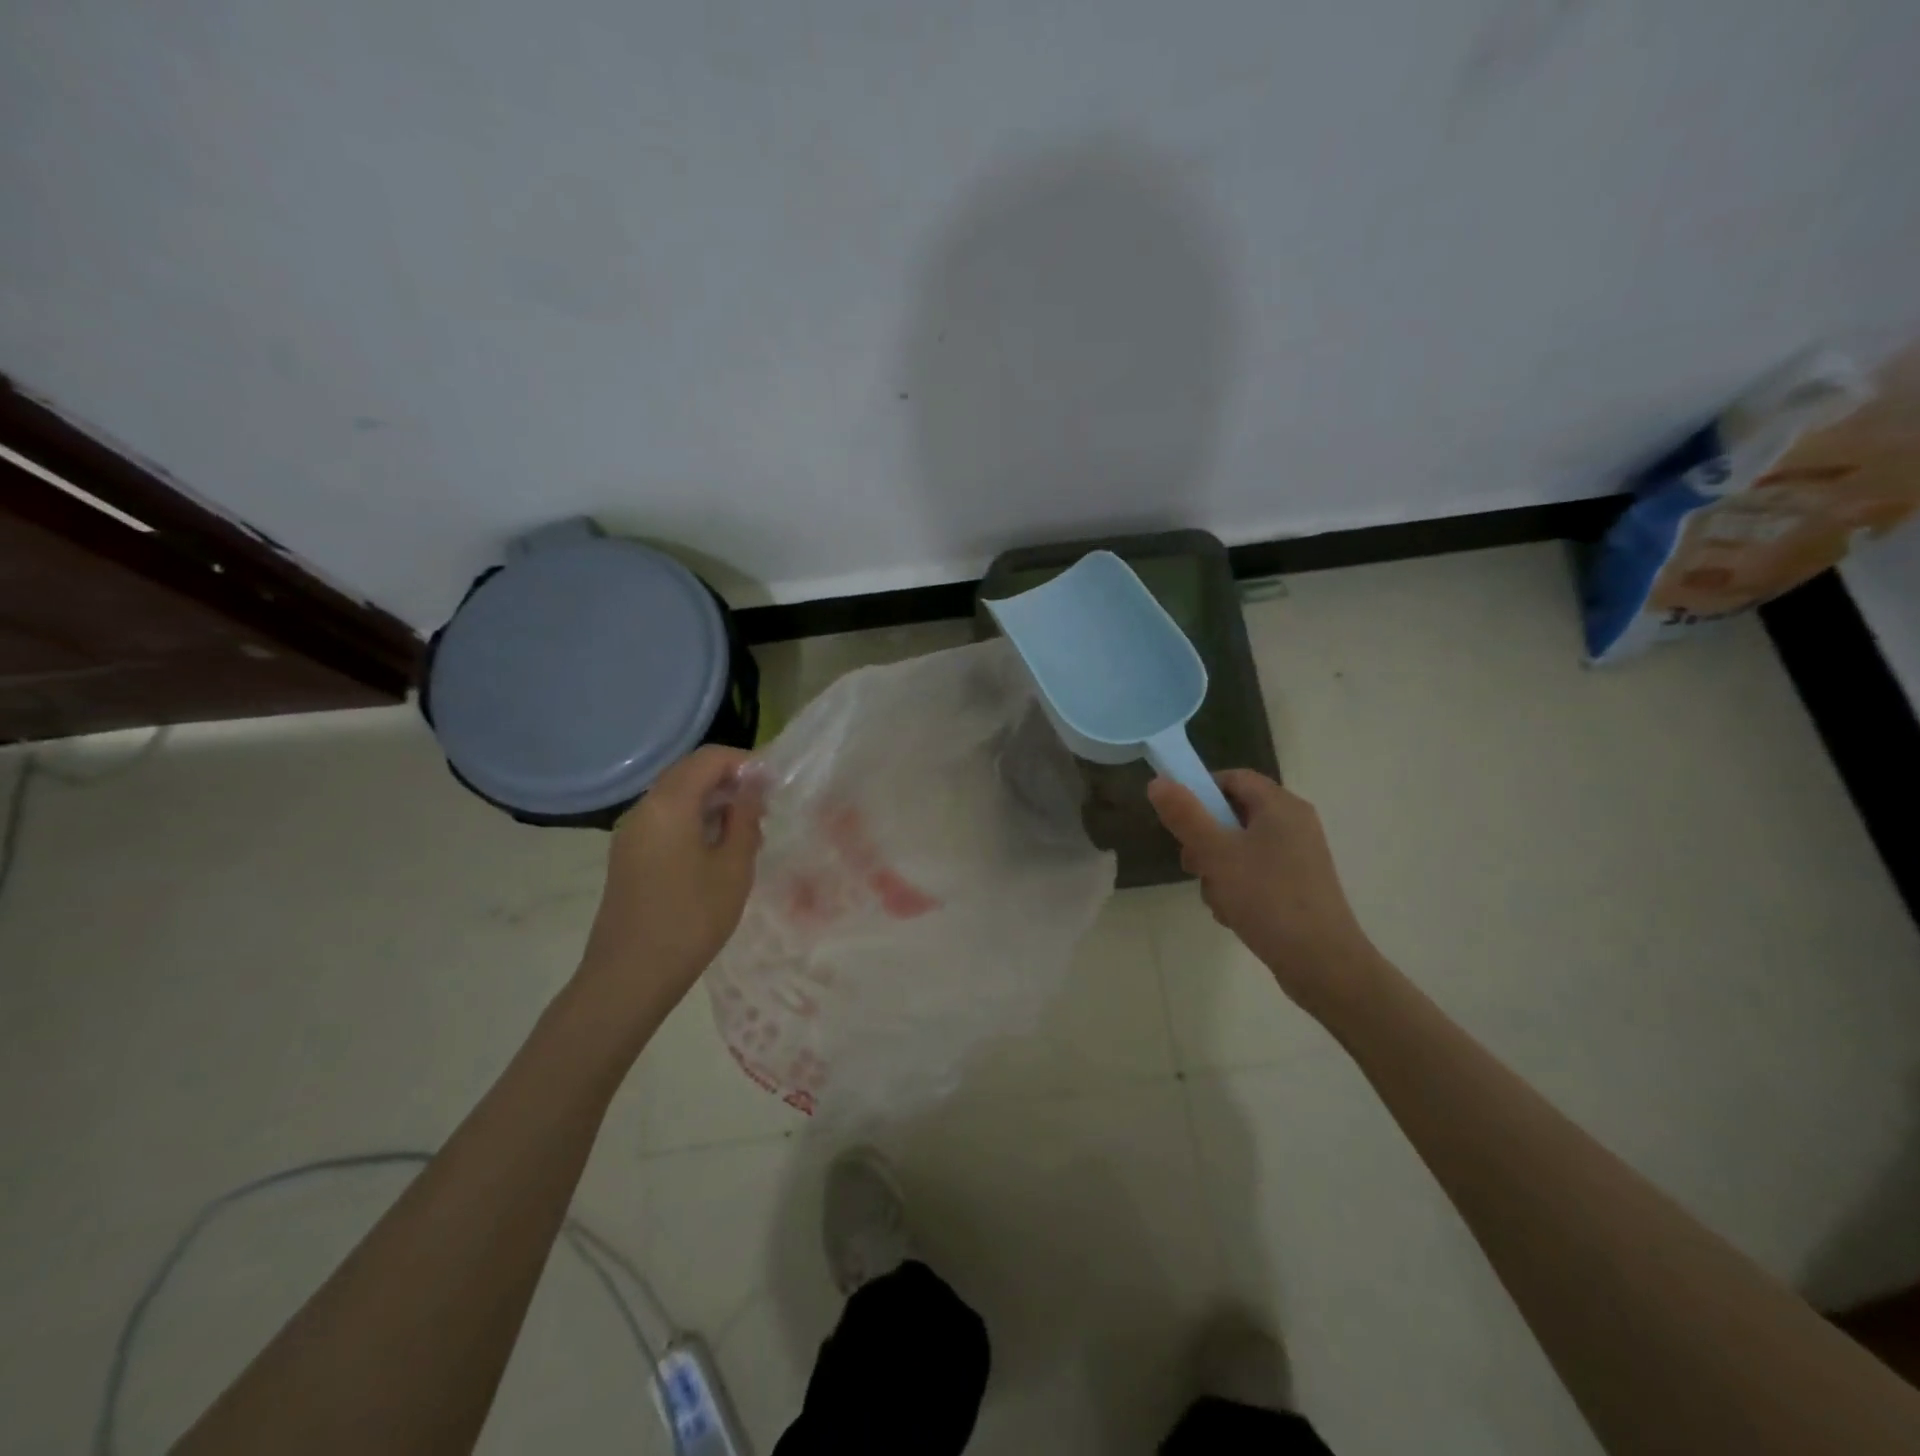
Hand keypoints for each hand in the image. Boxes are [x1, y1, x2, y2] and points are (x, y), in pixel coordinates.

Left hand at [578, 745, 766, 1017]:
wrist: (629, 976)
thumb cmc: (690, 919)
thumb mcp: (733, 867)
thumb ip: (744, 818)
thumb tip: (754, 784)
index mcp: (669, 804)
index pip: (709, 758)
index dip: (745, 762)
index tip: (774, 785)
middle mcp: (644, 808)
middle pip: (689, 773)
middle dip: (729, 781)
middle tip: (764, 808)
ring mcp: (632, 832)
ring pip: (677, 797)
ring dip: (713, 802)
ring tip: (747, 832)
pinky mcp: (629, 855)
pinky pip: (666, 820)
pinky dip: (694, 821)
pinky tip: (718, 851)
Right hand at [1148, 769, 1381, 1018]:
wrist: (1322, 964)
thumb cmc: (1268, 899)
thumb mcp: (1216, 854)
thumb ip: (1185, 815)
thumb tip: (1157, 781)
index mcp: (1281, 806)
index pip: (1233, 778)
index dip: (1201, 790)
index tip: (1178, 819)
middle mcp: (1293, 824)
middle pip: (1233, 814)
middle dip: (1205, 839)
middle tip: (1192, 866)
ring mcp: (1297, 857)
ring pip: (1239, 848)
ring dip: (1217, 870)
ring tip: (1217, 898)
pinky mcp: (1297, 886)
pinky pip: (1255, 873)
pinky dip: (1237, 888)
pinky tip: (1233, 913)